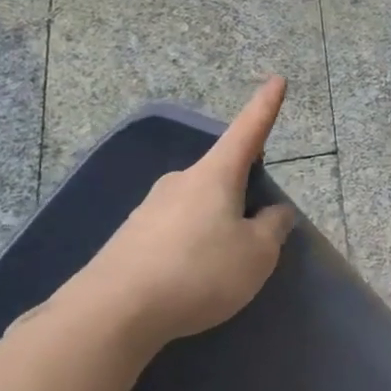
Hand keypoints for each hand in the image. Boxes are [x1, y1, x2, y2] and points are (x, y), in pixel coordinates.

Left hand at [60, 77, 296, 344]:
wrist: (114, 311)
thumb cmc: (200, 272)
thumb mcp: (257, 254)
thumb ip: (273, 228)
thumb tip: (274, 211)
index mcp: (215, 176)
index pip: (248, 132)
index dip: (265, 107)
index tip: (277, 79)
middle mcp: (180, 182)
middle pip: (222, 177)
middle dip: (242, 195)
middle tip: (255, 235)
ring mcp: (150, 208)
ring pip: (198, 208)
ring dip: (216, 226)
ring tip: (221, 269)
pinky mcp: (131, 238)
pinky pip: (174, 233)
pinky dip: (191, 247)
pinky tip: (189, 280)